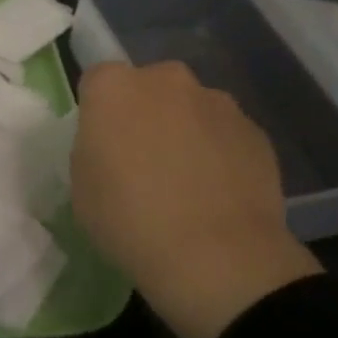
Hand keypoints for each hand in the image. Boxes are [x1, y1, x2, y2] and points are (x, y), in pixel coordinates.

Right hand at [72, 61, 320, 337]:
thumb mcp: (82, 185)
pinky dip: (219, 153)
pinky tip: (217, 195)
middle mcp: (167, 80)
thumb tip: (113, 145)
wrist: (216, 257)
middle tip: (143, 161)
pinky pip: (225, 134)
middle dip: (145, 113)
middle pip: (149, 87)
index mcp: (114, 88)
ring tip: (187, 183)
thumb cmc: (129, 219)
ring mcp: (217, 102)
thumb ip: (94, 148)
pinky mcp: (256, 131)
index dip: (98, 112)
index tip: (102, 144)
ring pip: (191, 108)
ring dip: (185, 131)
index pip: (97, 80)